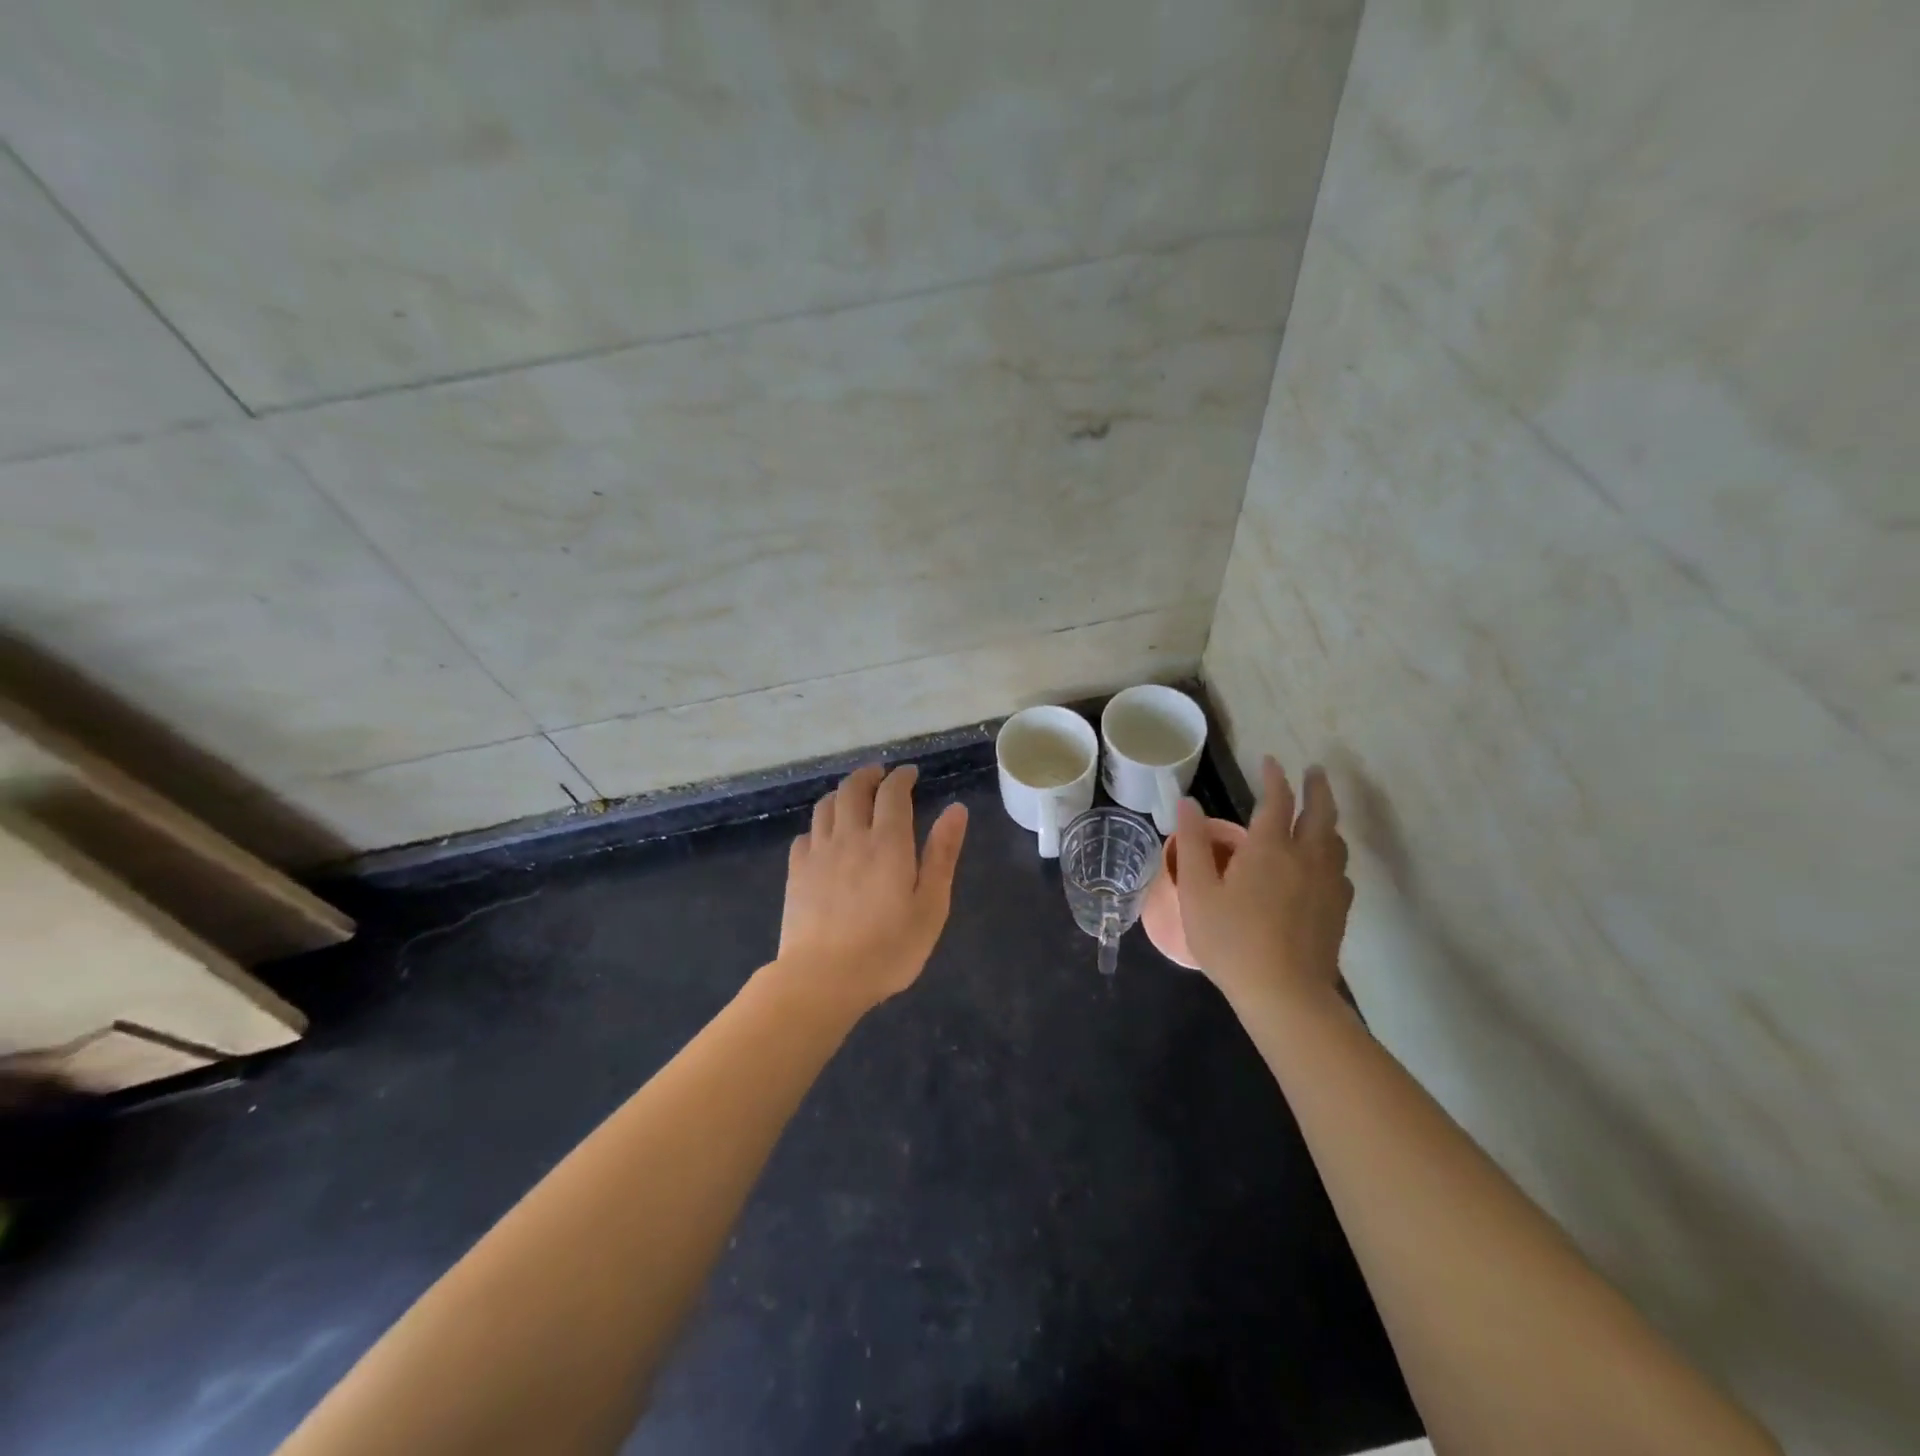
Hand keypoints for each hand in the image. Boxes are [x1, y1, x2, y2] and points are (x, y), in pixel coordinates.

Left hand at [777, 763, 968, 1011]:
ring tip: (853, 797)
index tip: (910, 773)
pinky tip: (824, 837)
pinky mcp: (796, 873)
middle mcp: (850, 836)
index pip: (893, 793)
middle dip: (868, 775)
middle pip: (853, 789)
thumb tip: (956, 809)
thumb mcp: (930, 905)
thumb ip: (942, 854)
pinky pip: (805, 835)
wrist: (823, 979)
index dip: (902, 777)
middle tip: (880, 775)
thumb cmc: (888, 947)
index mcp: (887, 842)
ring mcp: (818, 853)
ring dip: (842, 793)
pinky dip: (819, 826)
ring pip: (826, 806)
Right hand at [1173, 756, 1351, 1013]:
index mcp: (1270, 848)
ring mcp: (1328, 885)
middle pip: (1321, 812)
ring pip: (1336, 840)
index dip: (1274, 777)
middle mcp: (1307, 857)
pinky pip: (1340, 870)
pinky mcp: (1338, 910)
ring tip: (1321, 815)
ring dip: (1328, 819)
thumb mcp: (1198, 892)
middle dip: (1316, 787)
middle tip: (1314, 771)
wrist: (1285, 994)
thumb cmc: (1232, 940)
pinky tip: (1325, 867)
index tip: (1270, 760)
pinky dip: (1332, 855)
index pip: (1277, 800)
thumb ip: (1194, 844)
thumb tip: (1188, 803)